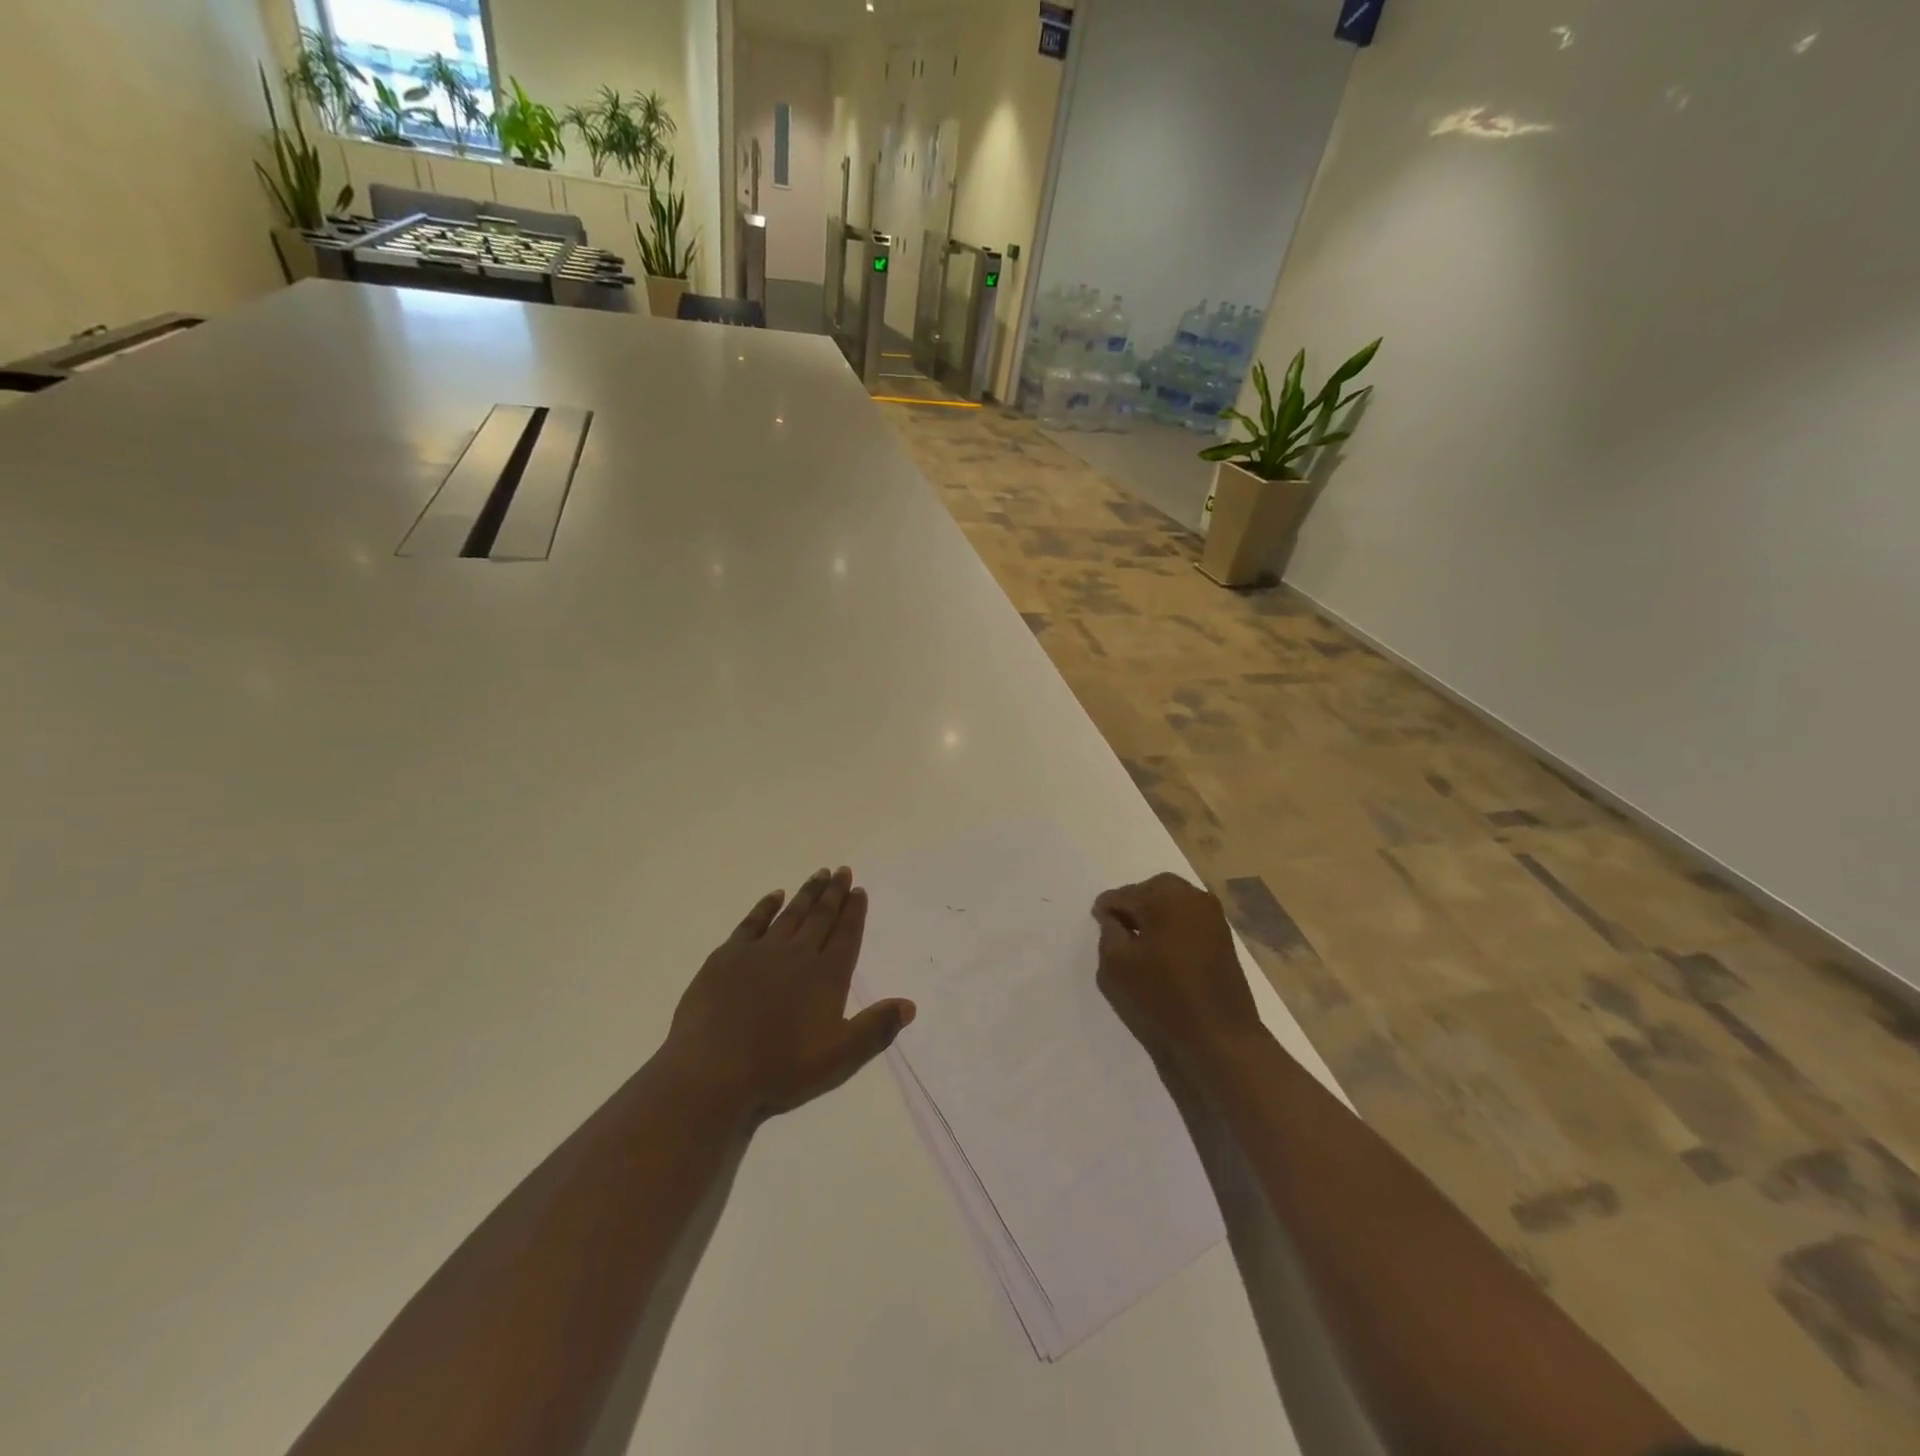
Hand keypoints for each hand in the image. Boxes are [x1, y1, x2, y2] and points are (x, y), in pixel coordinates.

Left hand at [664, 867, 915, 1118]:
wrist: (713, 1070)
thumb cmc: (780, 1068)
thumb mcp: (839, 1057)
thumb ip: (875, 1029)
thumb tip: (909, 1005)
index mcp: (826, 976)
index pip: (846, 935)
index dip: (854, 912)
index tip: (859, 890)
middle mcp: (798, 955)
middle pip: (821, 917)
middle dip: (834, 893)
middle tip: (843, 870)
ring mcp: (761, 952)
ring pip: (791, 914)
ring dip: (807, 893)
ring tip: (819, 874)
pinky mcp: (728, 956)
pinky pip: (753, 922)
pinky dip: (766, 907)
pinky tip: (775, 895)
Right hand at [1092, 873, 1263, 1076]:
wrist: (1220, 1040)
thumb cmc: (1161, 997)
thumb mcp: (1116, 964)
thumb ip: (1108, 931)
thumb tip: (1114, 917)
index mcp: (1166, 896)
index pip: (1123, 894)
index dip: (1106, 911)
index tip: (1099, 929)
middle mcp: (1193, 897)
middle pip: (1151, 892)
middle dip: (1133, 908)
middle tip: (1118, 934)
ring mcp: (1213, 917)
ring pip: (1172, 905)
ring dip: (1154, 918)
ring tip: (1140, 947)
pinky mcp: (1224, 938)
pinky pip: (1188, 922)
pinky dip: (1172, 930)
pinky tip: (1163, 955)